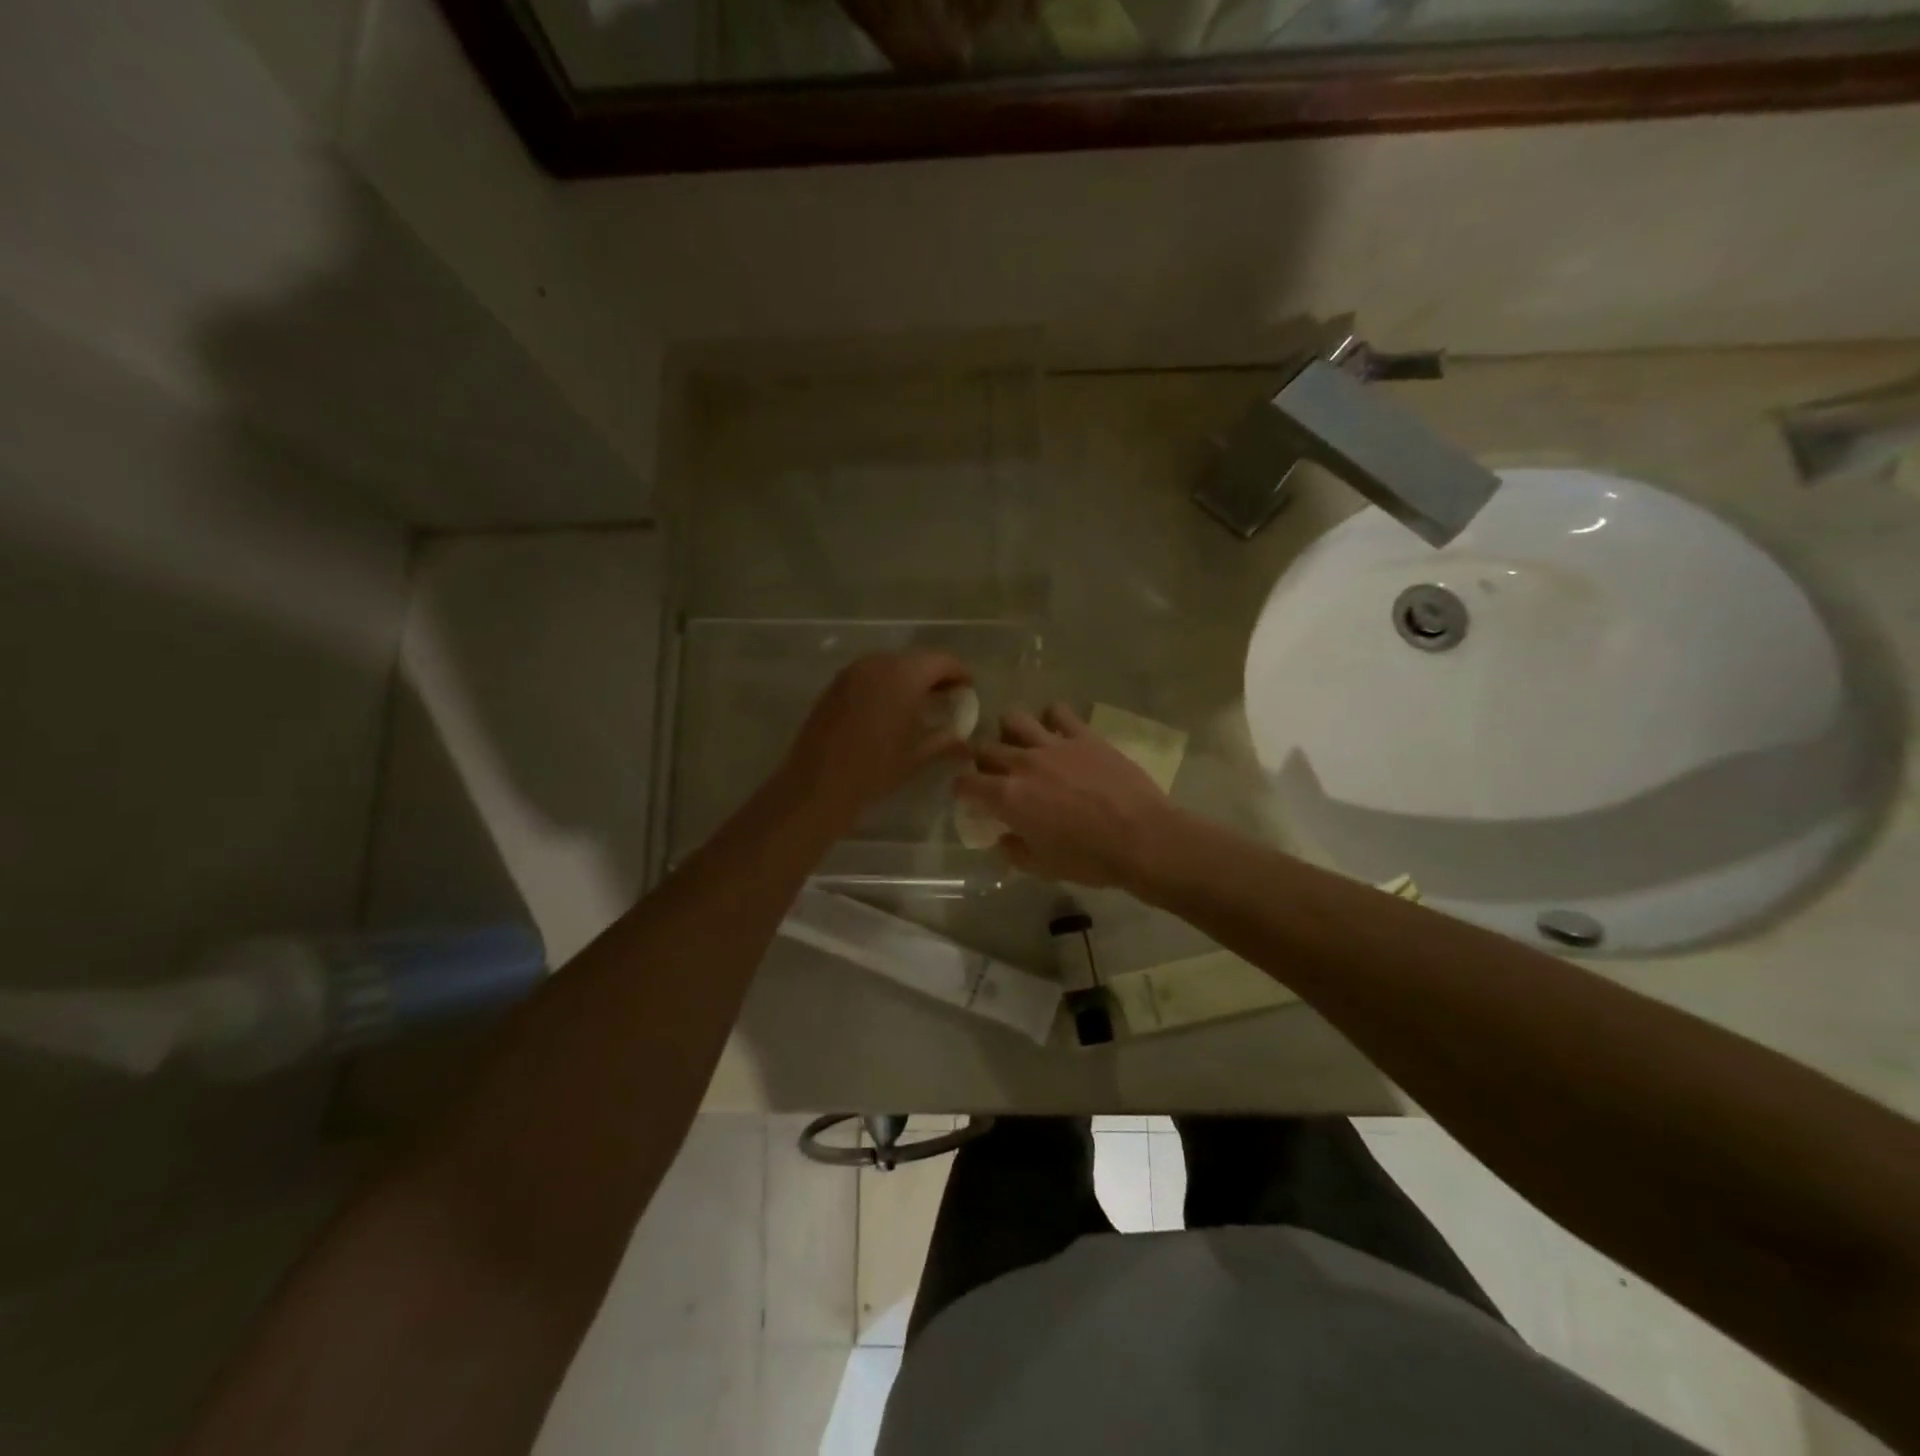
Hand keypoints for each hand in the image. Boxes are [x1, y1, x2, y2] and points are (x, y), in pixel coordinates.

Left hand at [781, 651, 971, 829]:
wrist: (817, 784)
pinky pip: (870, 675)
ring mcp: (852, 672)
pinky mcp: (835, 685)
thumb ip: (946, 741)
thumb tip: (966, 742)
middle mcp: (877, 664)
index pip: (942, 661)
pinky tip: (890, 710)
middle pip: (916, 660)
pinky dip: (886, 685)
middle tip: (948, 698)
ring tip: (920, 705)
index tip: (969, 689)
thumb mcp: (917, 756)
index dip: (960, 673)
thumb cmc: (874, 769)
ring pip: (891, 665)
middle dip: (935, 676)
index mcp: (903, 676)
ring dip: (909, 679)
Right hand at [953, 703, 1179, 888]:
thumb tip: (1004, 838)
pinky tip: (1058, 731)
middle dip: (982, 760)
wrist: (1142, 838)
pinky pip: (1058, 711)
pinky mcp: (1083, 735)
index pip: (966, 783)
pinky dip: (1052, 719)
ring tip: (1021, 744)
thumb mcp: (1042, 867)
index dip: (962, 788)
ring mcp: (1053, 744)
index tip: (968, 795)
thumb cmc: (1089, 859)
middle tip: (993, 772)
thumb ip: (1014, 850)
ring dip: (1010, 731)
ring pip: (1013, 719)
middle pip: (985, 748)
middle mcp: (1022, 763)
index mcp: (1007, 797)